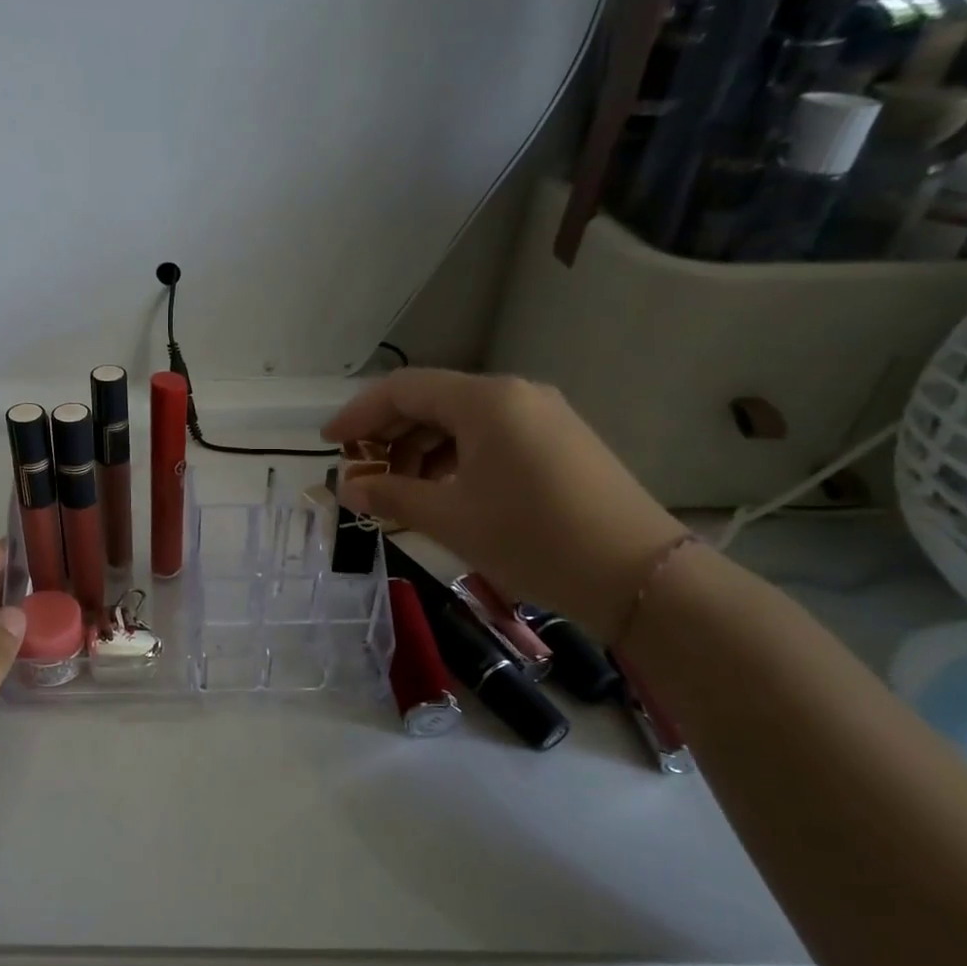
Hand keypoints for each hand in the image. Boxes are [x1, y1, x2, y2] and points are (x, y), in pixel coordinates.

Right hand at [323, 370, 685, 638]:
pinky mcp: (558, 441)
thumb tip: (345, 488)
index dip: (359, 414)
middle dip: (389, 437)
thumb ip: (390, 495)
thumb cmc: (532, 539)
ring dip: (420, 452)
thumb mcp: (450, 518)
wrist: (637, 576)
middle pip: (431, 402)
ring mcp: (541, 416)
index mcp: (485, 401)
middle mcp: (514, 395)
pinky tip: (443, 494)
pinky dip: (454, 459)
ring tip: (400, 494)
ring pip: (460, 421)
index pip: (403, 389)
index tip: (329, 445)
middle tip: (363, 477)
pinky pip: (489, 437)